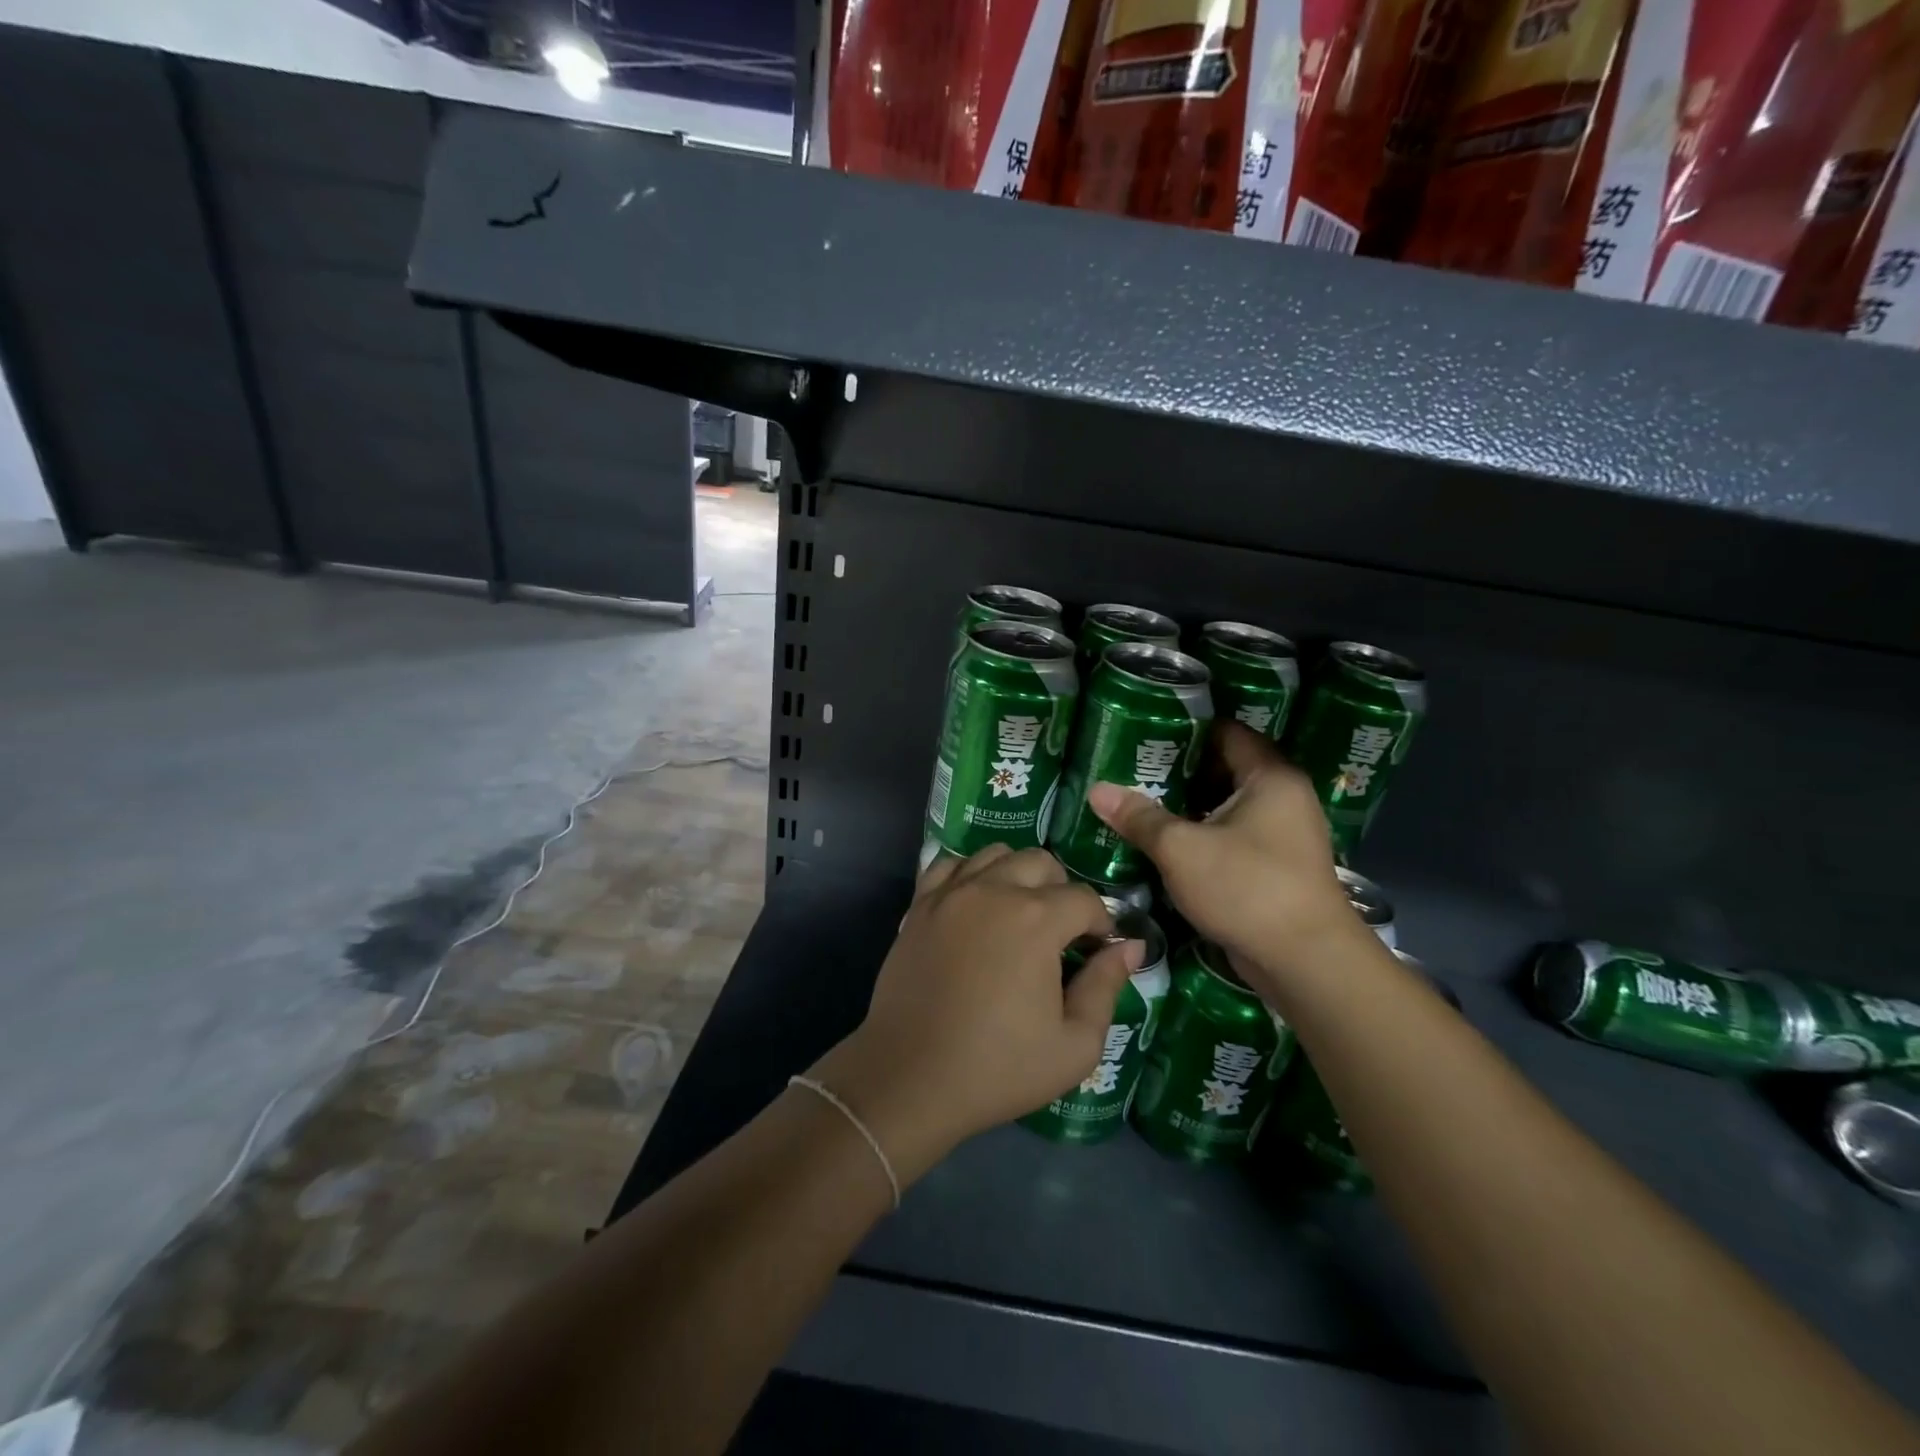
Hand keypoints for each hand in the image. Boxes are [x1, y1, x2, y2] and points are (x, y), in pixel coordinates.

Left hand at [811, 846, 1142, 1183]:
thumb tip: (1129, 946)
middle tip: (1060, 934)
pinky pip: (950, 864)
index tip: (1096, 952)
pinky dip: (971, 873)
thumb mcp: (1074, 1045)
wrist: (910, 1077)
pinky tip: (976, 904)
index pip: (1085, 899)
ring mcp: (951, 892)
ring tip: (1019, 914)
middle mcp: (993, 890)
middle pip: (1042, 862)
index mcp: (1036, 919)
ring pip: (996, 854)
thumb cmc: (999, 1067)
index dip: (1101, 924)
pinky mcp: (919, 904)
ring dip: (1017, 874)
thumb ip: (1106, 987)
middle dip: (1062, 891)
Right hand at [1086, 723, 1357, 974]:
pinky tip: (1165, 838)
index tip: (1145, 729)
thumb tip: (1096, 790)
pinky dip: (1202, 832)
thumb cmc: (1248, 888)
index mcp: (1270, 777)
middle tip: (1131, 765)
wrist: (1306, 963)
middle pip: (1224, 768)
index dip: (1186, 727)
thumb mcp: (1181, 849)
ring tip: (1139, 798)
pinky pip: (1232, 835)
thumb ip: (1139, 817)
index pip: (1227, 731)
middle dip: (1179, 768)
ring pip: (1225, 805)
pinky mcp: (1275, 866)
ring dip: (1187, 804)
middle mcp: (1283, 797)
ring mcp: (1282, 834)